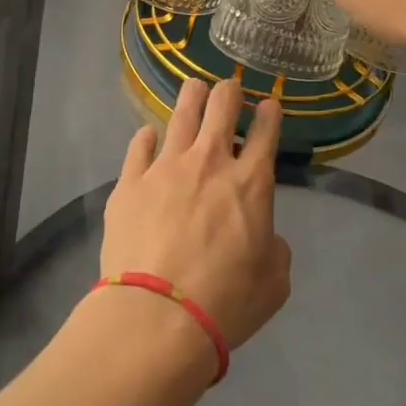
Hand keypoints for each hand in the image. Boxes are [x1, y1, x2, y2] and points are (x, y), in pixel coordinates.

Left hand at [101, 79, 291, 351]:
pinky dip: (147, 138)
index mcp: (251, 182)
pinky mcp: (130, 181)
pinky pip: (139, 144)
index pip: (266, 131)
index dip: (269, 113)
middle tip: (229, 92)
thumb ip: (275, 249)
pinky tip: (149, 137)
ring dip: (192, 96)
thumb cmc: (225, 302)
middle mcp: (210, 161)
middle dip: (229, 92)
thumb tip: (264, 236)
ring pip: (181, 112)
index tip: (268, 106)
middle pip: (222, 105)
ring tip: (195, 89)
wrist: (156, 317)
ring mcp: (165, 166)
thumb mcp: (274, 283)